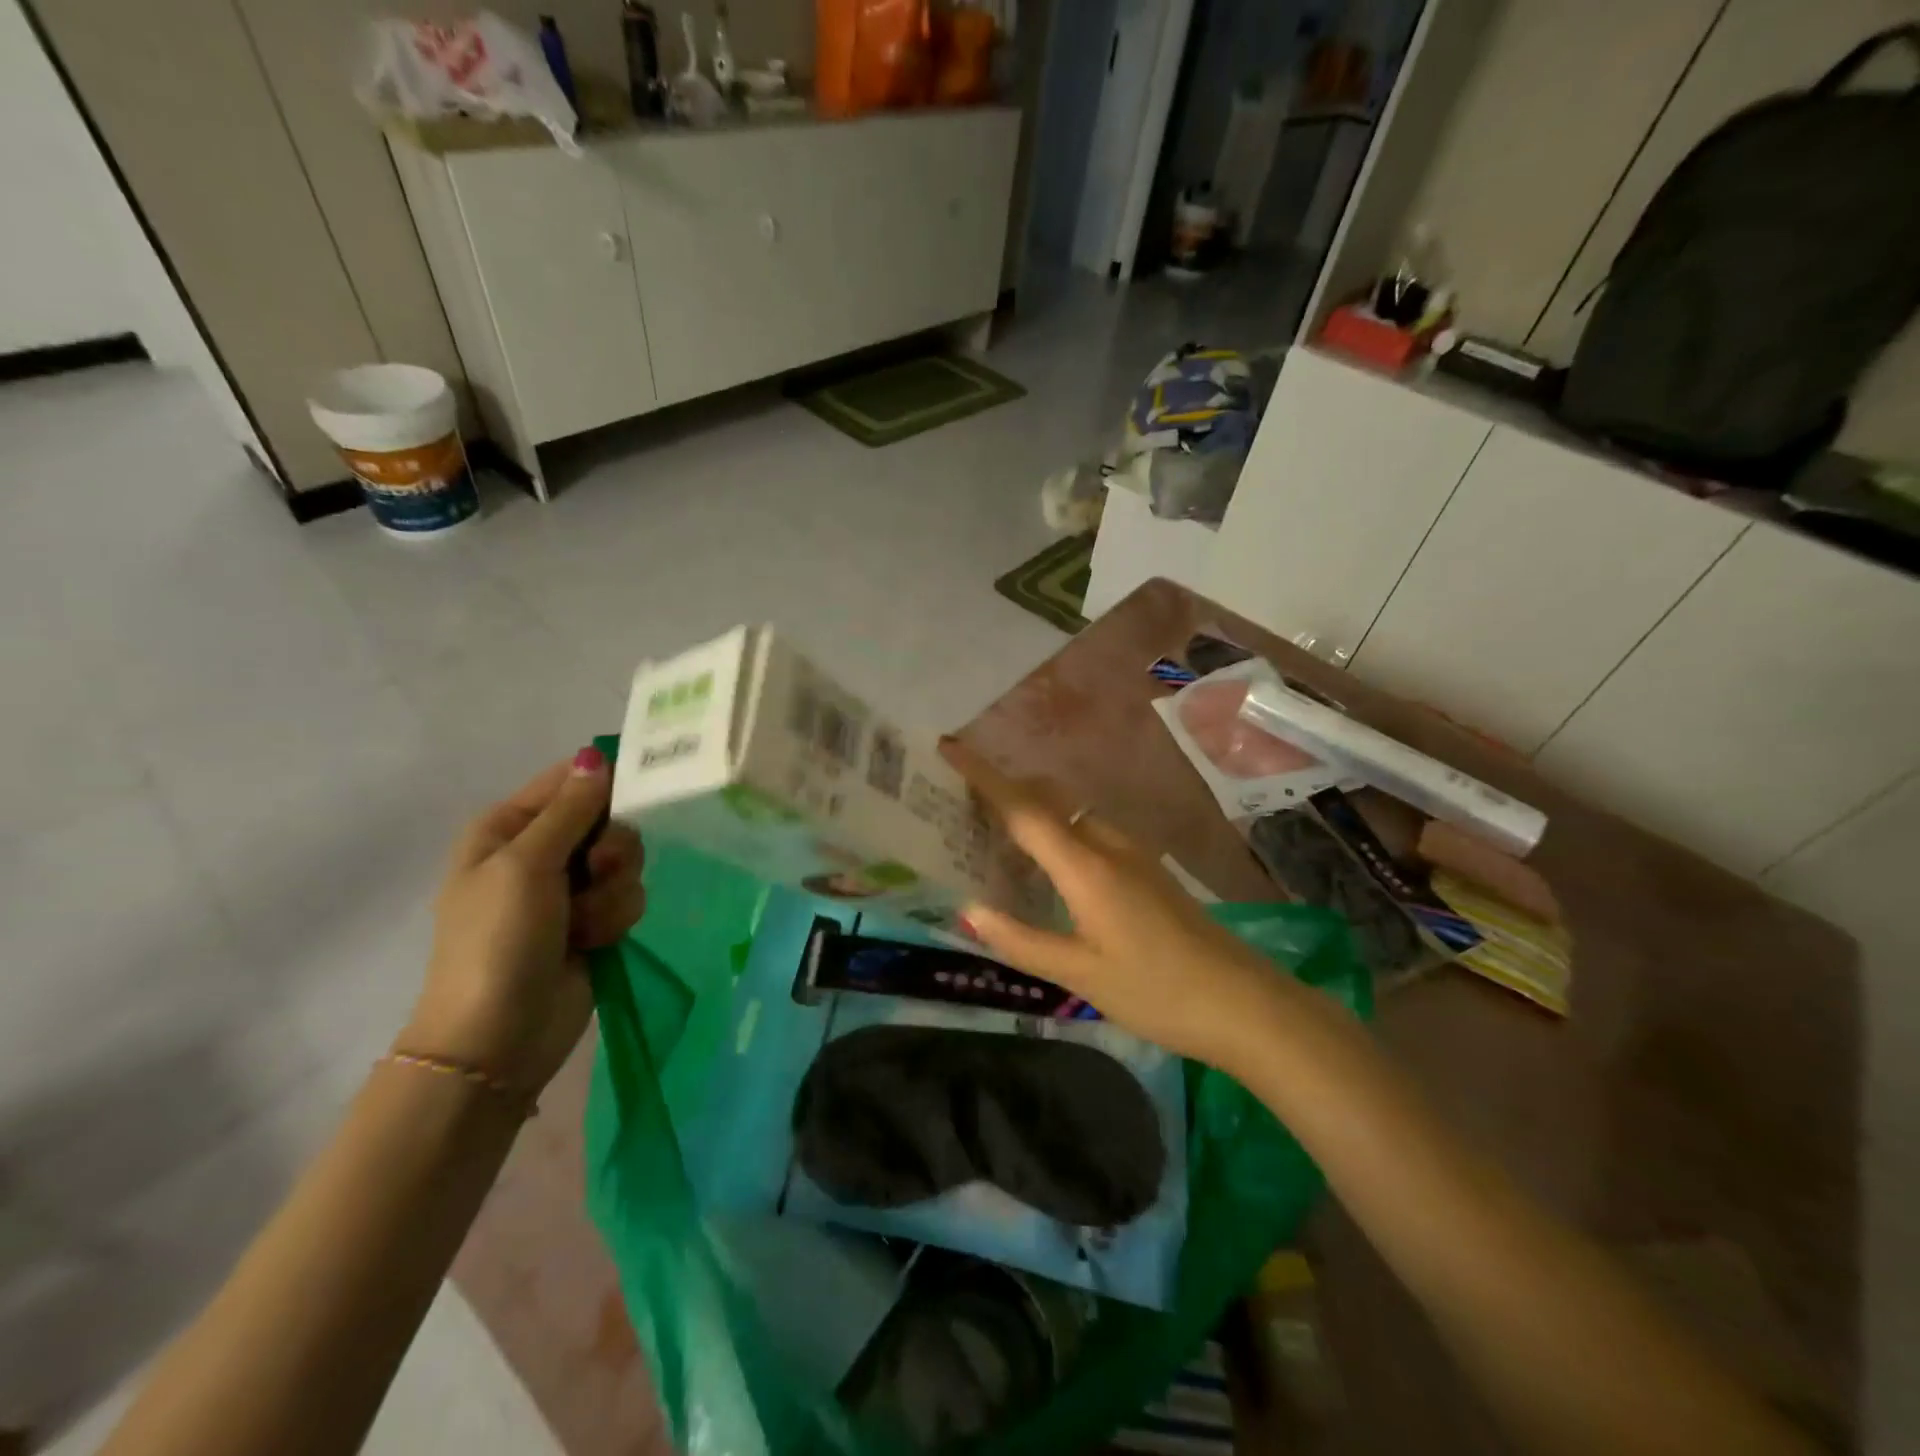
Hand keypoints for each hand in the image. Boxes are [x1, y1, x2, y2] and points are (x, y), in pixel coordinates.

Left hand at [401, 747, 645, 1092]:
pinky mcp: (595, 920)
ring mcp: (569, 889)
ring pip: (626, 860)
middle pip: (608, 819)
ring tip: (584, 922)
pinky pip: (629, 896)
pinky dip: (615, 918)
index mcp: (509, 827)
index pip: (570, 780)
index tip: (638, 792)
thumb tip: (596, 755)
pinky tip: (594, 941)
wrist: (498, 1036)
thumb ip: (571, 809)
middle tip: (595, 871)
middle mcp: (541, 851)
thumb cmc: (498, 940)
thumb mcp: (527, 864)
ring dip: (612, 891)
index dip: (605, 782)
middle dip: (611, 848)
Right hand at [941, 739, 1290, 1068]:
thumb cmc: (1158, 991)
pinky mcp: (1147, 871)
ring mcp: (1134, 855)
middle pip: (1049, 800)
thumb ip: (1022, 941)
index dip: (984, 777)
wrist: (1245, 1004)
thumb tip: (969, 910)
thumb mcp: (1081, 975)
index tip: (950, 747)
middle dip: (1006, 789)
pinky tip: (1048, 865)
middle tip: (961, 802)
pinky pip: (1090, 834)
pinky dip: (1058, 832)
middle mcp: (1108, 847)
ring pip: (1072, 815)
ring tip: (995, 833)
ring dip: (1034, 811)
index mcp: (1086, 867)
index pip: (1024, 809)